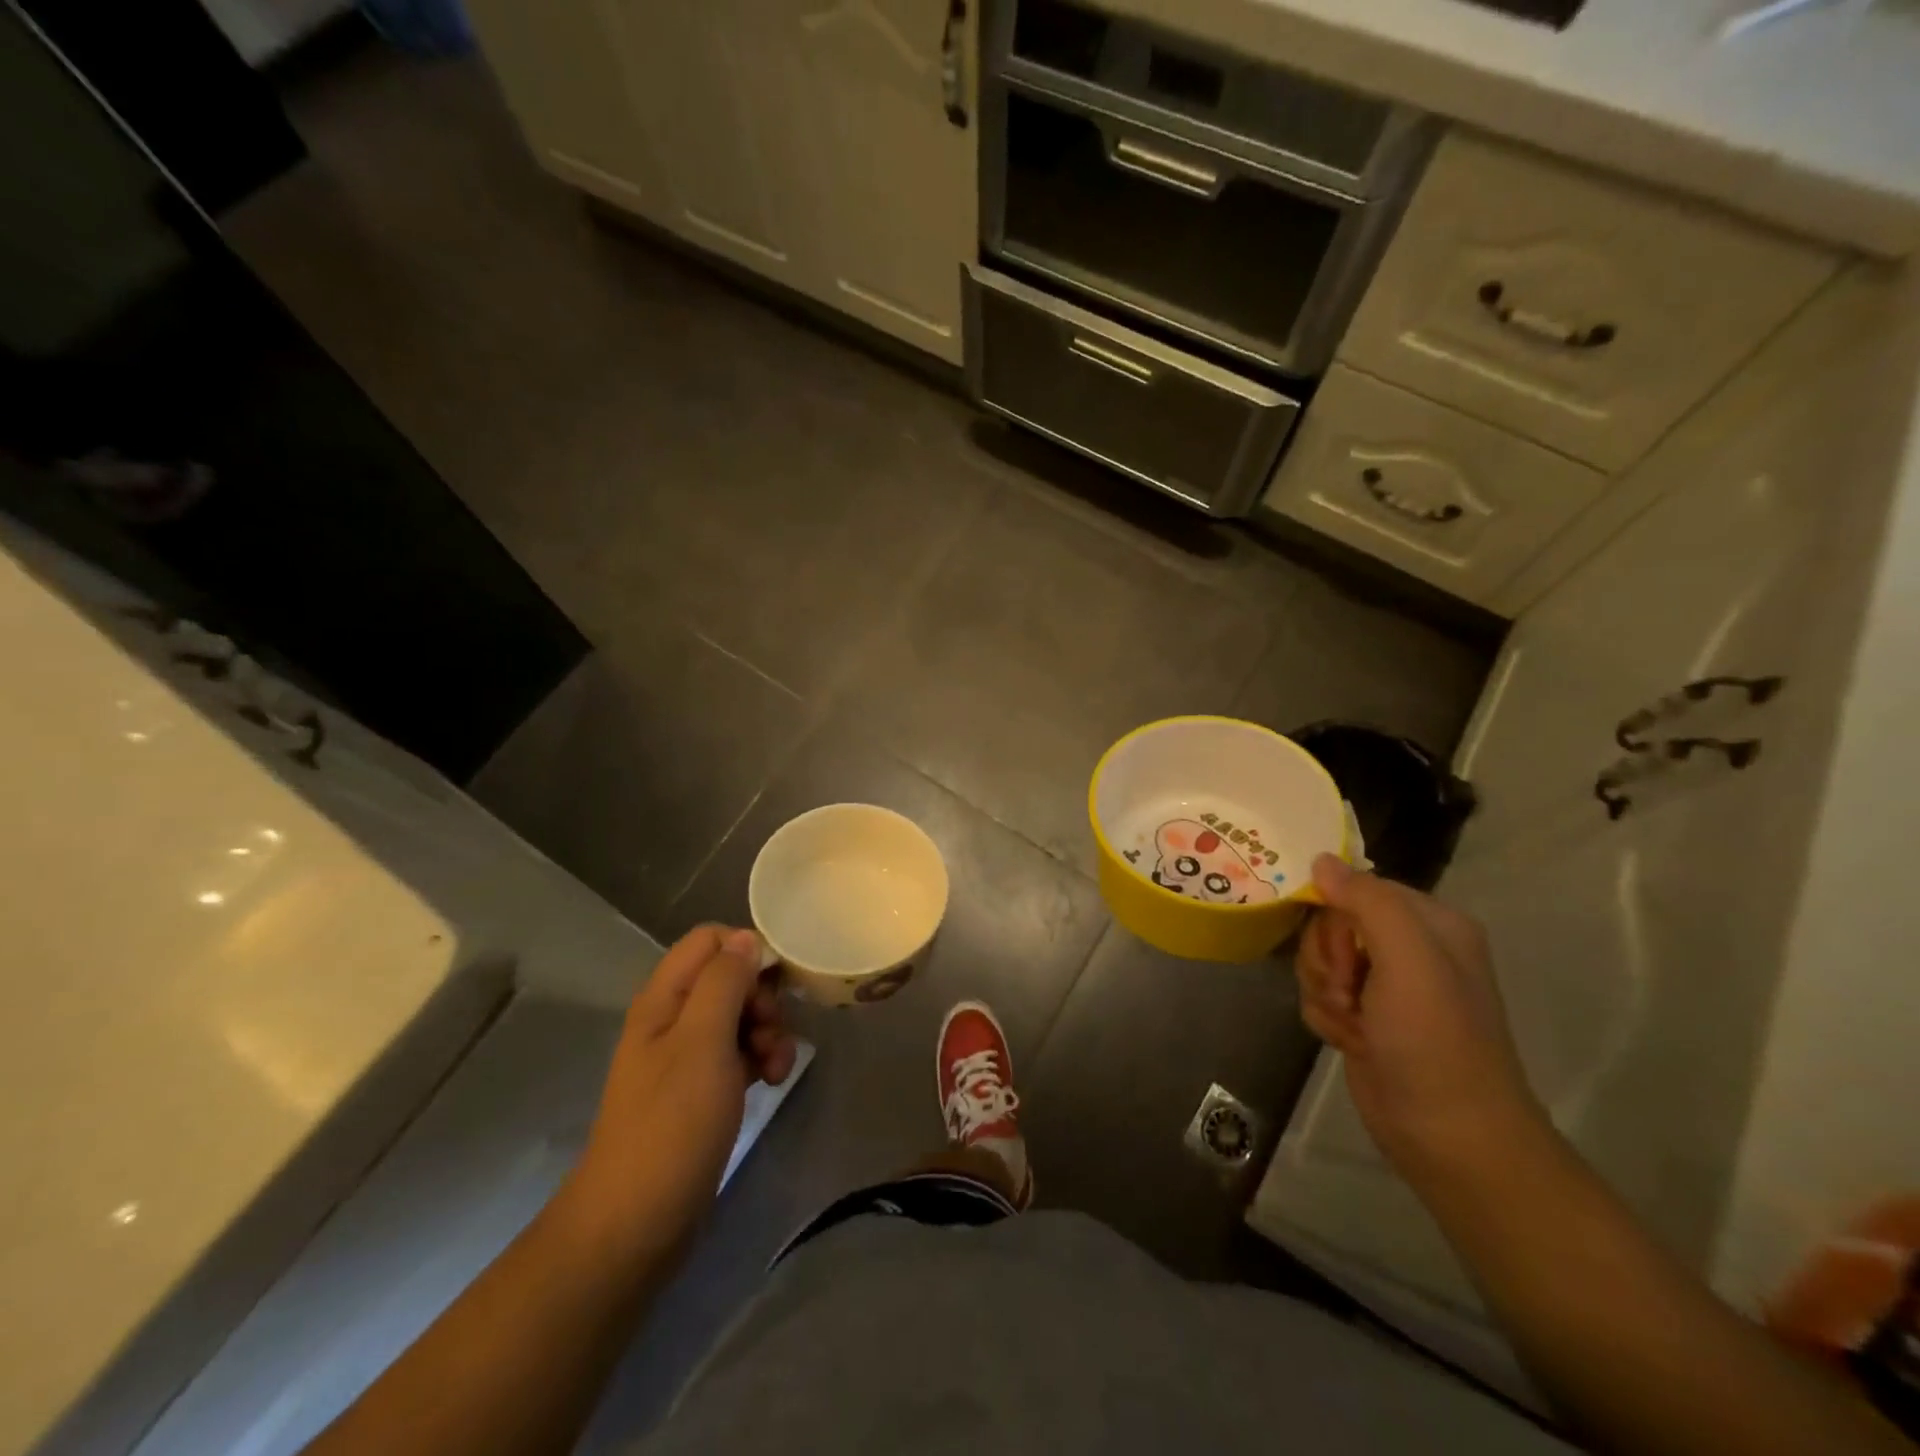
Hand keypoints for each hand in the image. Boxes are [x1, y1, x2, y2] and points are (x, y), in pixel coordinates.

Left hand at [560, 926, 796, 1266]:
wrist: (637, 1223)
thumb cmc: (671, 1123)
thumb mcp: (703, 1041)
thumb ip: (724, 982)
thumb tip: (745, 938)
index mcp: (665, 998)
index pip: (709, 940)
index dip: (746, 950)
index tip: (774, 982)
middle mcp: (674, 1018)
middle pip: (730, 977)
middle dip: (763, 998)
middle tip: (771, 1032)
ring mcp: (688, 1055)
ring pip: (741, 1015)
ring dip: (769, 1031)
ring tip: (778, 1067)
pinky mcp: (703, 1088)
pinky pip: (741, 1052)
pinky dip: (762, 1059)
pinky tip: (773, 1082)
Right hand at [1294, 855, 1545, 1187]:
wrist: (1448, 1136)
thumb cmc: (1434, 1041)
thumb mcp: (1408, 961)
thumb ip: (1366, 901)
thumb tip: (1320, 860)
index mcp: (1431, 923)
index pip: (1356, 888)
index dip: (1336, 918)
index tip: (1347, 956)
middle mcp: (1409, 947)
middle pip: (1330, 923)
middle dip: (1328, 959)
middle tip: (1351, 993)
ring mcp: (1384, 984)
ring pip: (1318, 959)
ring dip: (1323, 990)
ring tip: (1353, 1023)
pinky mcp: (1364, 1016)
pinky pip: (1318, 993)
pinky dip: (1324, 1015)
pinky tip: (1348, 1040)